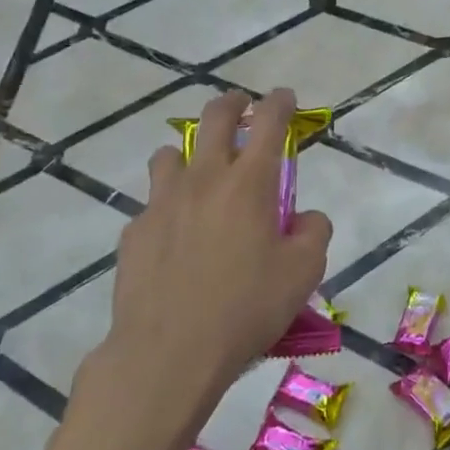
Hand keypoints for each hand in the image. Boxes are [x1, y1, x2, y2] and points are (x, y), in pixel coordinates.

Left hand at [90, 88, 331, 415]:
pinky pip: (153, 203)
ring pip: (171, 154)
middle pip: (215, 119)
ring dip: (190, 153)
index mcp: (250, 184)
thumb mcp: (303, 273)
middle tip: (240, 106)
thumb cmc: (246, 308)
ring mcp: (163, 202)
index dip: (279, 103)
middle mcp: (205, 179)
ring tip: (199, 172)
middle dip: (232, 104)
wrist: (168, 353)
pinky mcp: (135, 231)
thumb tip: (305, 217)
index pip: (269, 123)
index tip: (284, 97)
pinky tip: (175, 237)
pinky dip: (168, 206)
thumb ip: (314, 232)